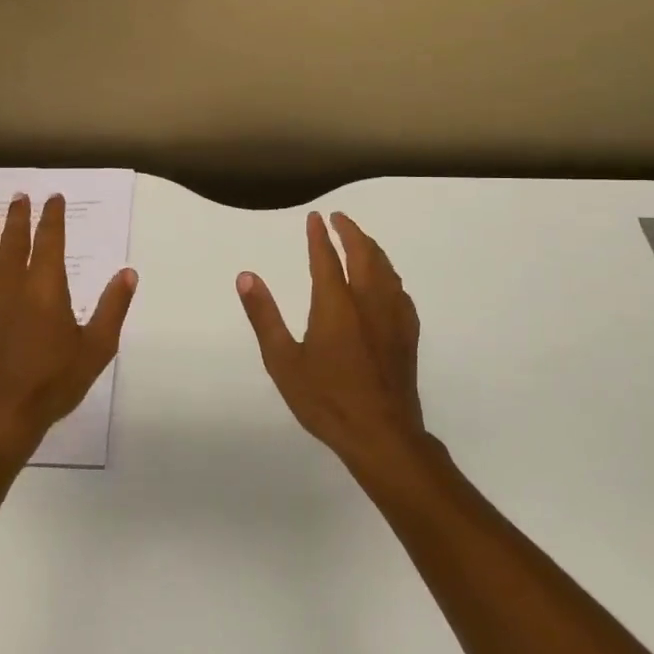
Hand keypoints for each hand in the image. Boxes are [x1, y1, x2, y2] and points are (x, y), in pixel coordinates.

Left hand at [0, 192, 137, 464]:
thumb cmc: (52, 381)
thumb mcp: (96, 348)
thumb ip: (112, 307)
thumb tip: (128, 272)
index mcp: (46, 286)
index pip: (49, 239)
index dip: (52, 216)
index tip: (53, 198)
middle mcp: (11, 283)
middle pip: (13, 239)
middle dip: (18, 215)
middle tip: (20, 197)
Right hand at [237, 211, 426, 468]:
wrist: (381, 436)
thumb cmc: (326, 400)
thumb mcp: (283, 361)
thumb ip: (264, 316)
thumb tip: (246, 276)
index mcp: (336, 305)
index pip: (327, 259)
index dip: (320, 236)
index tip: (316, 217)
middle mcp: (368, 302)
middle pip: (364, 255)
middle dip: (351, 232)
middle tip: (339, 218)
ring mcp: (393, 318)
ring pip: (386, 270)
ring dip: (372, 249)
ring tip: (361, 241)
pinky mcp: (407, 336)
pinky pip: (400, 292)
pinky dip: (389, 275)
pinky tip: (387, 283)